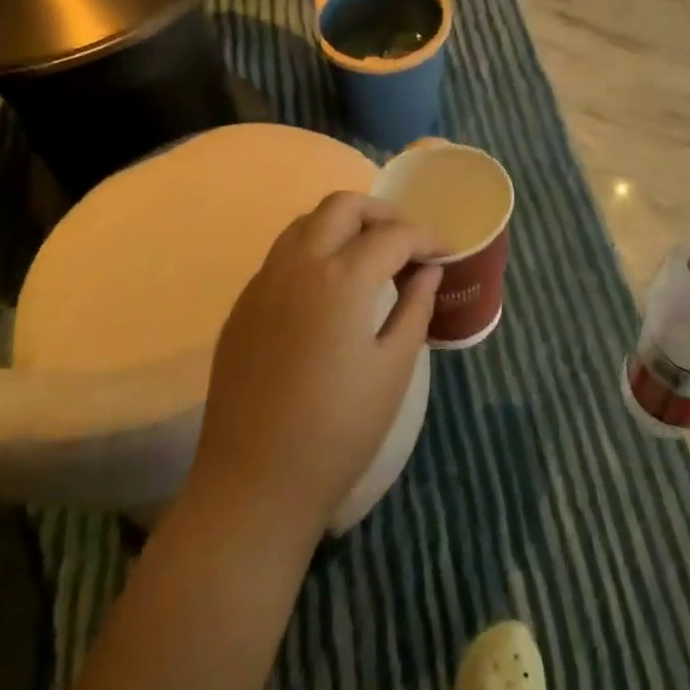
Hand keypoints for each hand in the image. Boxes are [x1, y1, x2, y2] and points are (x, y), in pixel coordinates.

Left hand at [190, 193, 442, 546]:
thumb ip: (415, 308)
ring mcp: (263, 281)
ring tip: (368, 255)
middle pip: (342, 206)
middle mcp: (298, 264)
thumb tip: (428, 271)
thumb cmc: (337, 431)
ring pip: (305, 222)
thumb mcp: (393, 369)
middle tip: (405, 242)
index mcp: (342, 279)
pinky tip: (328, 287)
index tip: (446, 252)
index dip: (426, 238)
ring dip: (342, 224)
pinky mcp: (243, 304)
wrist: (254, 483)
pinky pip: (281, 254)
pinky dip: (313, 249)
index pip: (393, 235)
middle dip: (381, 213)